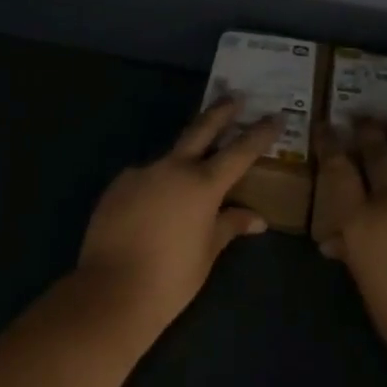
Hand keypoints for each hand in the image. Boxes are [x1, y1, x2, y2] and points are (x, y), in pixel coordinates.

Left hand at [76, 99, 279, 339]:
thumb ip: (230, 226)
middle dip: (220, 111)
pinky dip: (155, 187)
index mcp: (203, 184)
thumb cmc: (171, 277)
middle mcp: (173, 168)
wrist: (110, 291)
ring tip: (185, 186)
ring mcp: (142, 172)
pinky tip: (151, 210)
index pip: (240, 151)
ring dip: (182, 161)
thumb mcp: (208, 252)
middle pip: (201, 129)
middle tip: (234, 96)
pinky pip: (144, 179)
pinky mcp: (118, 185)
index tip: (276, 116)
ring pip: (169, 158)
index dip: (260, 133)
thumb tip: (257, 219)